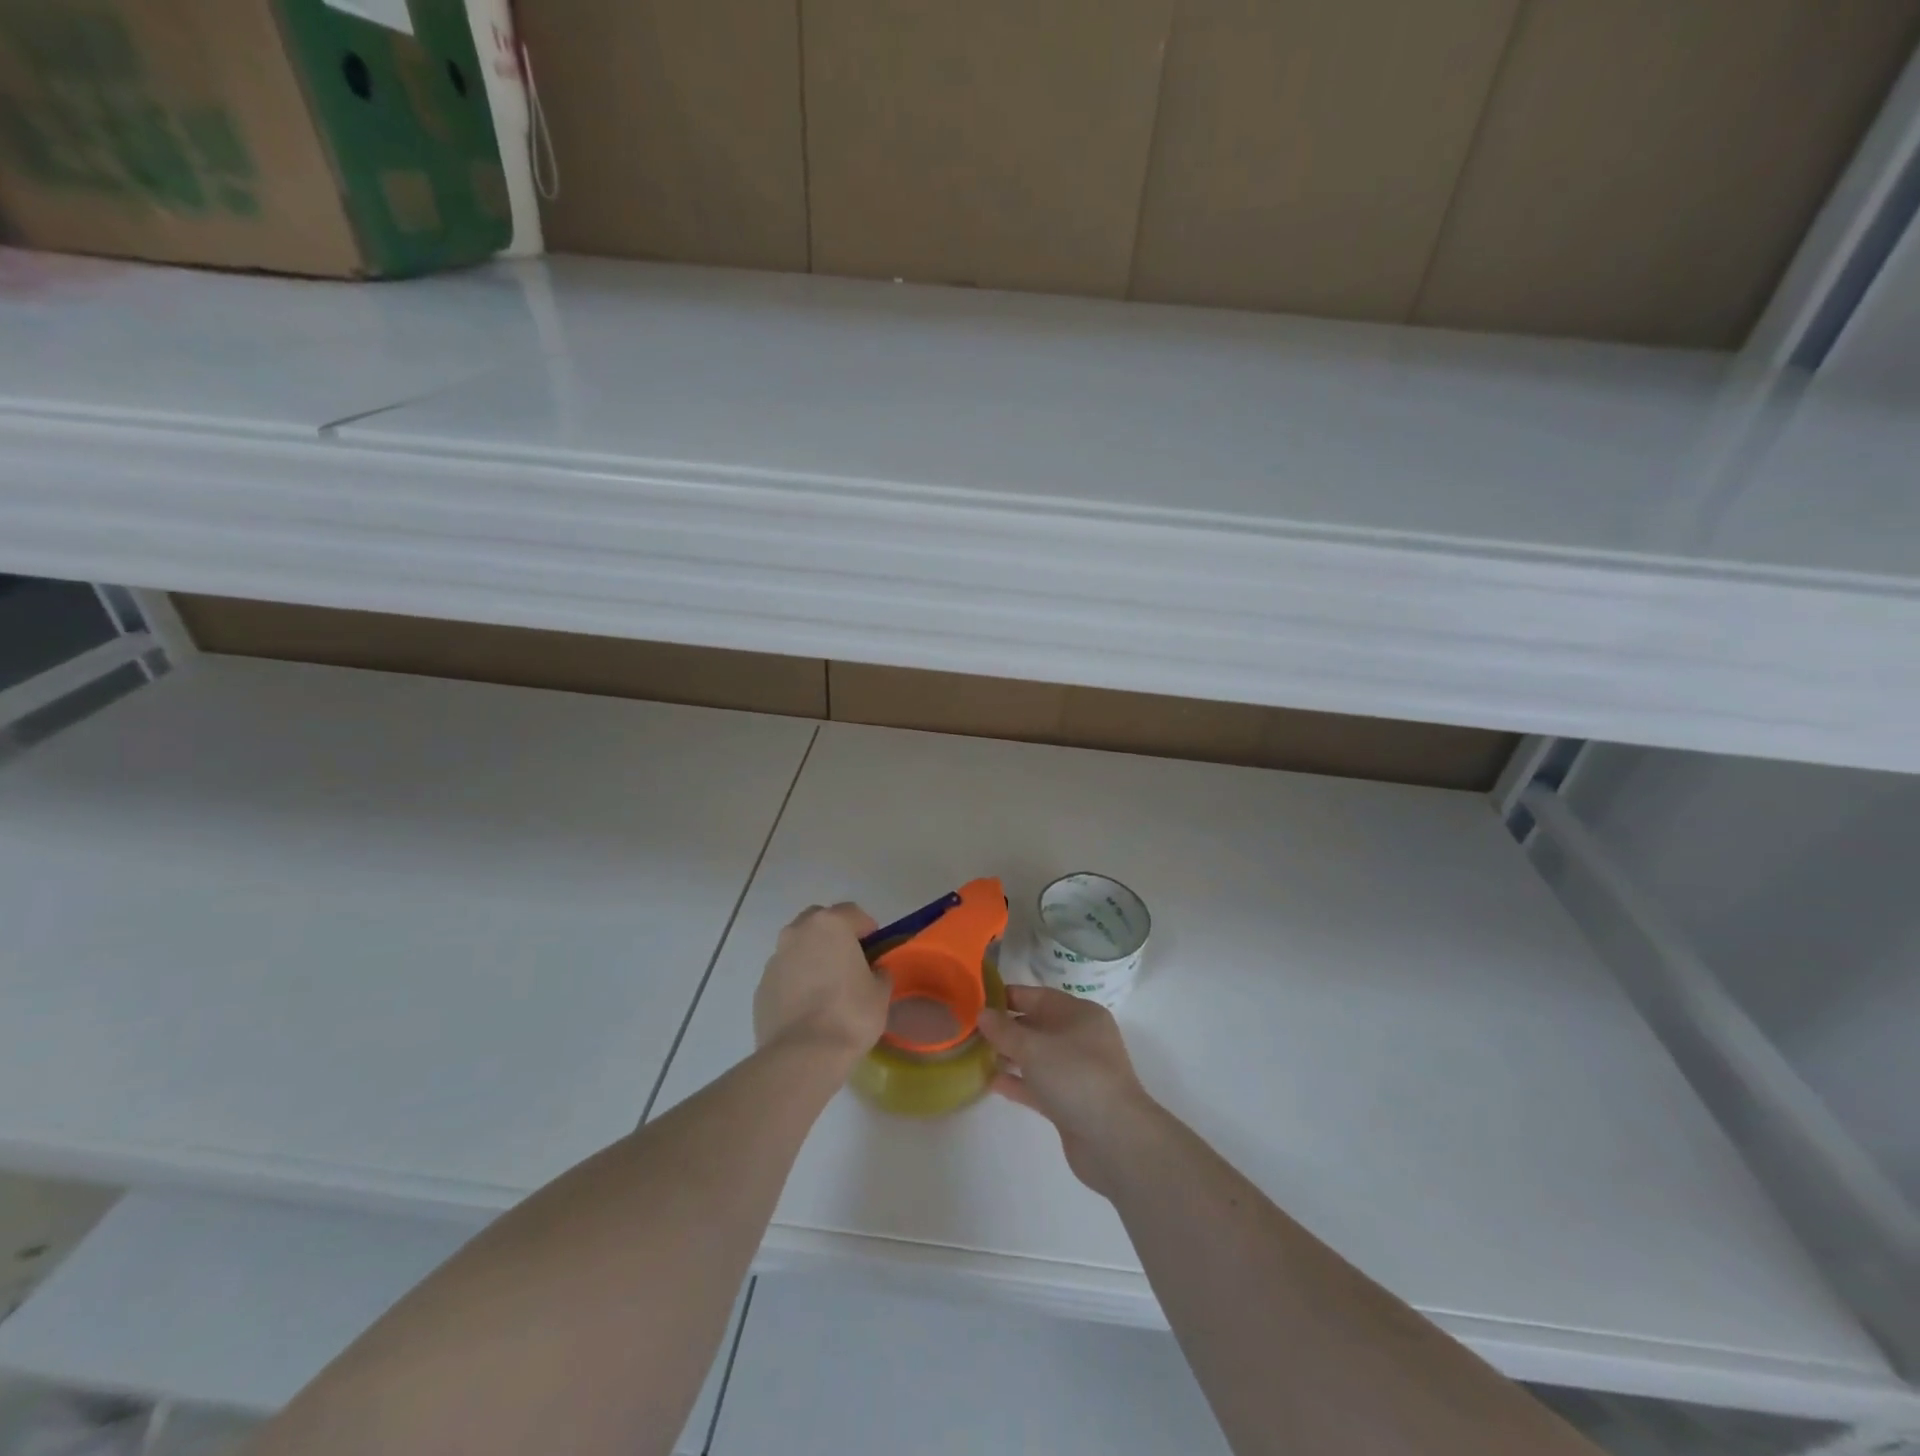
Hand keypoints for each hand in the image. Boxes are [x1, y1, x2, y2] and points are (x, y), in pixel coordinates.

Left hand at [753, 903, 889, 1066]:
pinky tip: (807, 1005)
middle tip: (848, 957)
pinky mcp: (761, 987)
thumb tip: (873, 972)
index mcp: (830, 925)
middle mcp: (798, 933)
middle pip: (818, 921)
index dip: (866, 926)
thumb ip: (878, 973)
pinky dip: (795, 980)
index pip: (852, 912)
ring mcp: (775, 959)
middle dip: (833, 933)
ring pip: (797, 946)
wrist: (803, 1055)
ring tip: (826, 984)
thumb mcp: (880, 992)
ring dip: (811, 956)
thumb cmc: (850, 1014)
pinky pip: (784, 974)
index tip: (875, 944)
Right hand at [977, 985, 1160, 1196]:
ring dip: (1009, 1056)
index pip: (1038, 996)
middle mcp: (1080, 1038)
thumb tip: (982, 1014)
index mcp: (1080, 1014)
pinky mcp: (1070, 1103)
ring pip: (1037, 1057)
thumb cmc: (1076, 1077)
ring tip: (975, 1055)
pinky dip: (1018, 1082)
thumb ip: (1004, 1031)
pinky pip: (1038, 1085)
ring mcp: (1077, 1072)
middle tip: (969, 1030)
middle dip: (1005, 1028)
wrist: (1115, 1140)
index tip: (976, 1000)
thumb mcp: (1034, 1047)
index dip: (1007, 996)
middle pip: (1037, 1026)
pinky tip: (991, 1082)